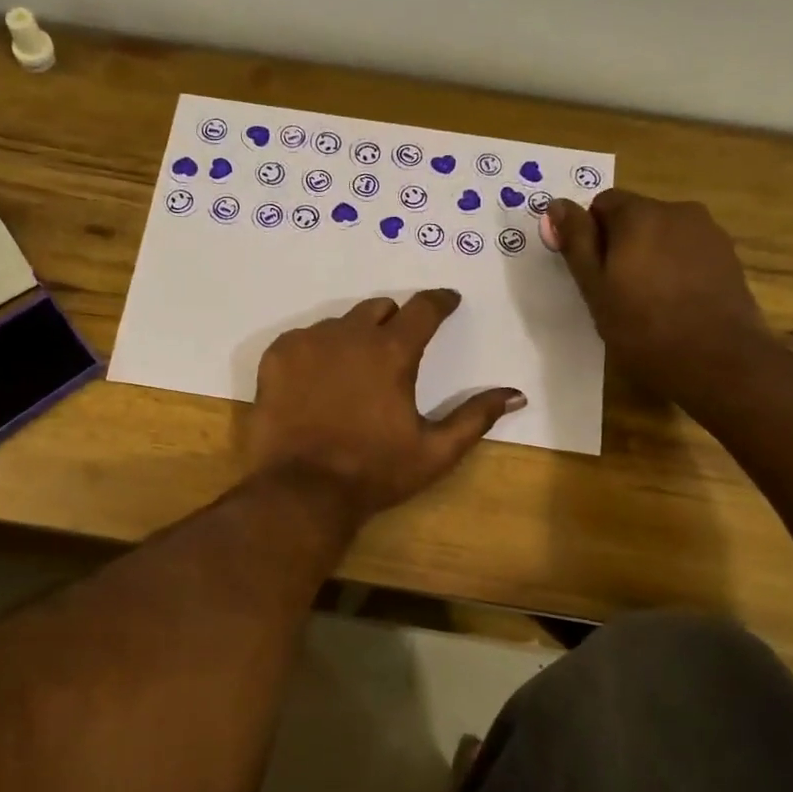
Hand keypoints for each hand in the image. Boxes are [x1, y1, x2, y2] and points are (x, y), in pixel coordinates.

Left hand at [248, 290, 523, 521]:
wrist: (301, 491)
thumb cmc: (374, 472)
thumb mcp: (435, 452)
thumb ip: (476, 417)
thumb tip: (517, 394)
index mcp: (392, 352)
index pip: (423, 308)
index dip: (440, 301)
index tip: (447, 301)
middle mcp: (349, 334)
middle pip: (378, 309)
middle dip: (393, 321)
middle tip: (395, 348)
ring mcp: (307, 342)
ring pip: (339, 323)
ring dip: (353, 337)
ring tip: (352, 372)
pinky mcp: (276, 357)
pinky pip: (303, 338)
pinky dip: (315, 351)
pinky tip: (316, 381)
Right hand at [549, 190, 774, 410]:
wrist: (718, 360)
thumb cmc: (643, 326)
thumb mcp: (595, 288)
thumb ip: (576, 242)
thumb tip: (556, 204)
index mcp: (639, 214)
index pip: (602, 203)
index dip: (590, 235)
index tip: (591, 272)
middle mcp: (677, 210)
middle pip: (636, 216)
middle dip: (621, 244)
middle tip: (615, 291)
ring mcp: (709, 232)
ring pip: (664, 234)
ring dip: (650, 255)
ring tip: (647, 300)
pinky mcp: (728, 256)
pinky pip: (688, 251)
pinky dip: (676, 268)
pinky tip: (675, 304)